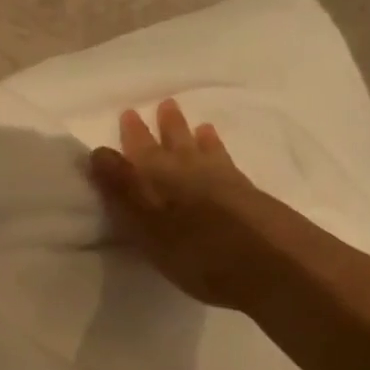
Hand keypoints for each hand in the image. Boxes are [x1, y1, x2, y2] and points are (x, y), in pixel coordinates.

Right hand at [88, 99, 270, 308]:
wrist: (271, 264)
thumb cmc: (195, 251)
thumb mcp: (146, 226)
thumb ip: (123, 188)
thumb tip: (99, 152)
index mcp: (157, 179)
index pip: (138, 151)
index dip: (131, 134)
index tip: (127, 114)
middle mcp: (188, 170)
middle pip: (172, 143)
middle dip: (163, 127)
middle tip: (163, 105)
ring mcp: (221, 179)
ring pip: (202, 148)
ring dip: (193, 134)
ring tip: (193, 122)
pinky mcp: (247, 192)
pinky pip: (225, 160)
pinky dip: (218, 149)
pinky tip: (219, 150)